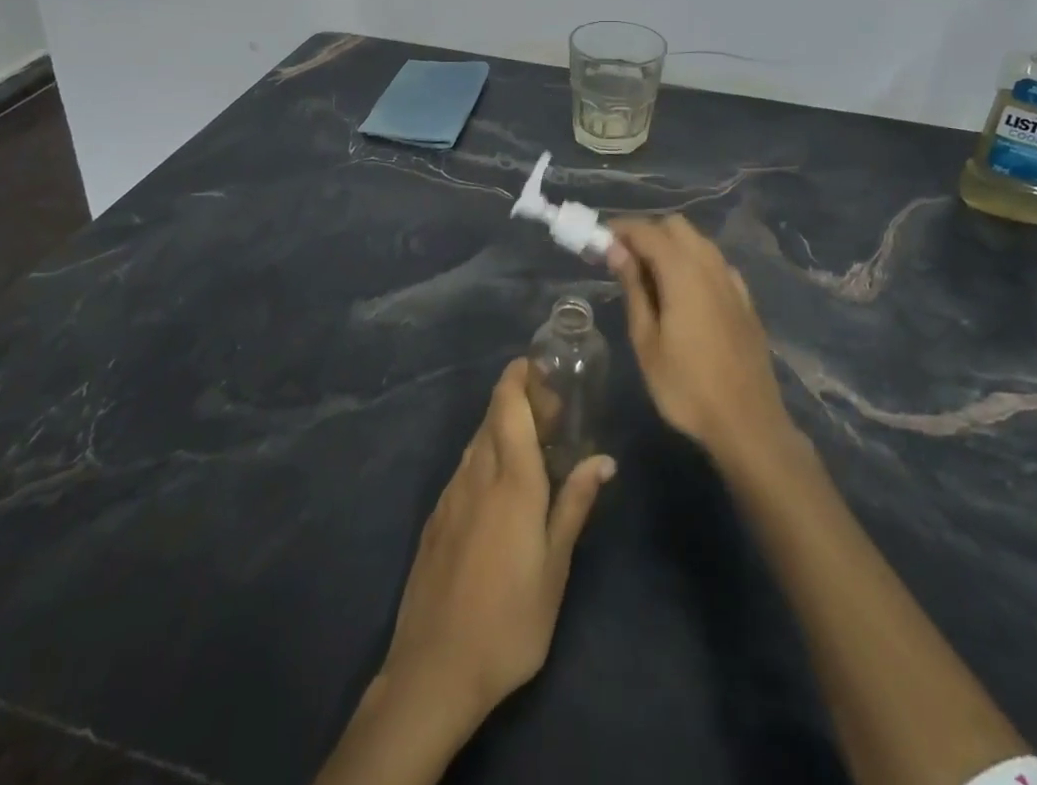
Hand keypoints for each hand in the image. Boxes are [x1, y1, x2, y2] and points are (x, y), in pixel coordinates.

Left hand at [379, 358, 615, 725]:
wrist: (433, 670)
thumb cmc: (509, 622)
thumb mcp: (555, 570)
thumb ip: (574, 506)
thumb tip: (603, 460)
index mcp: (512, 481)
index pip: (509, 405)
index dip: (519, 376)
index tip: (540, 365)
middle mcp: (477, 474)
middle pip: (492, 416)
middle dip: (517, 398)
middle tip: (551, 406)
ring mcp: (451, 495)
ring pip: (477, 440)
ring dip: (501, 426)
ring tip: (532, 440)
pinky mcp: (436, 517)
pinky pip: (464, 468)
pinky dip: (485, 456)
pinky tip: (499, 483)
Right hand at [608, 215, 795, 470]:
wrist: (747, 423)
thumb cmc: (686, 387)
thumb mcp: (647, 341)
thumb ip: (633, 289)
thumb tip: (616, 250)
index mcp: (683, 272)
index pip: (647, 231)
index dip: (621, 229)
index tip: (599, 241)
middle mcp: (711, 266)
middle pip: (676, 227)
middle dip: (647, 233)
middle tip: (622, 259)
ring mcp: (732, 282)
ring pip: (698, 242)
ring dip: (671, 246)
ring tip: (647, 275)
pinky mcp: (744, 300)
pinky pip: (715, 264)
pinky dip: (693, 263)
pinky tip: (683, 292)